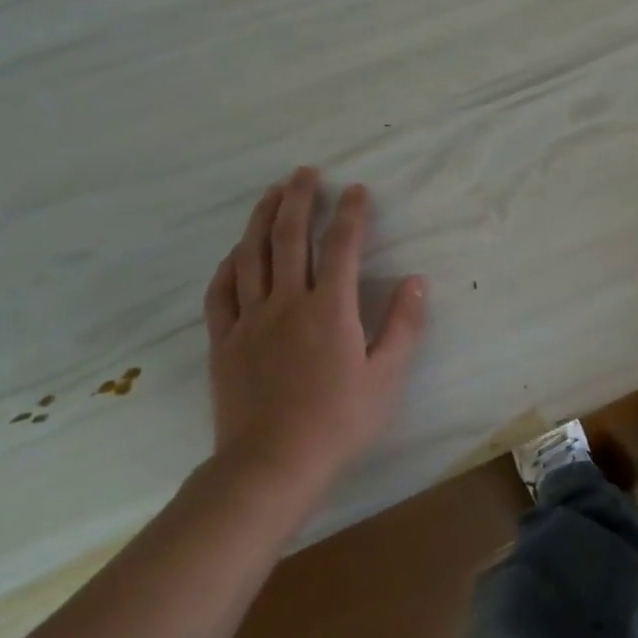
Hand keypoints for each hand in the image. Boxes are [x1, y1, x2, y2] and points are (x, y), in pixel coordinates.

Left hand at [203, 168, 424, 512]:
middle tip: (305, 172)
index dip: (350, 214)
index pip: (341, 246)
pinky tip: (235, 252)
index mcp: (329, 309)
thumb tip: (416, 281)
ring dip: (260, 219)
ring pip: (251, 256)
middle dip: (298, 199)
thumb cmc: (339, 421)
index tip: (357, 190)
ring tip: (270, 193)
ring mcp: (249, 321)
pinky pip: (221, 292)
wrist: (271, 466)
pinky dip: (229, 265)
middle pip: (288, 238)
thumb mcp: (387, 376)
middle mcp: (286, 303)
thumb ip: (404, 325)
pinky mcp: (224, 342)